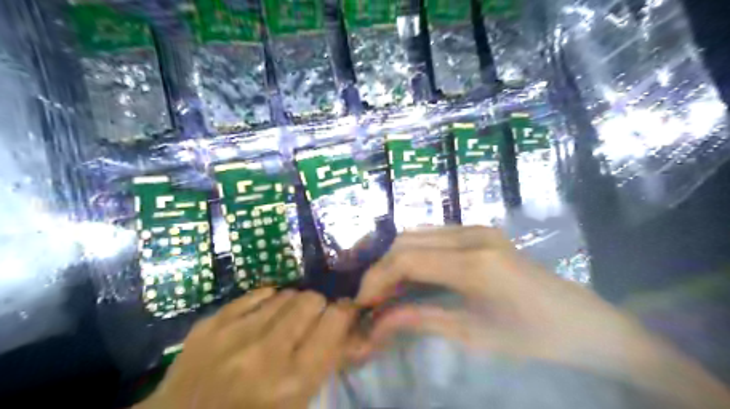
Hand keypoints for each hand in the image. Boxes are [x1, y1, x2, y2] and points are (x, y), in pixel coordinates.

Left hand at [140, 289, 356, 406]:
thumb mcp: (299, 401)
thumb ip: (327, 360)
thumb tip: (350, 325)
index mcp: (294, 380)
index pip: (336, 319)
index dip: (344, 313)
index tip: (340, 316)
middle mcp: (266, 353)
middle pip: (311, 299)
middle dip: (317, 308)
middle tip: (309, 323)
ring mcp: (233, 335)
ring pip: (285, 293)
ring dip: (291, 305)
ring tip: (282, 323)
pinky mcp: (210, 324)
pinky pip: (256, 294)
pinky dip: (266, 302)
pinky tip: (260, 318)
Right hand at [352, 227, 633, 367]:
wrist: (582, 321)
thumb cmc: (533, 338)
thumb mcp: (473, 335)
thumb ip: (421, 320)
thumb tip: (377, 323)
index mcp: (474, 264)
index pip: (406, 260)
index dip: (376, 279)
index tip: (362, 303)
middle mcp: (472, 235)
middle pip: (406, 241)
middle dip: (382, 269)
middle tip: (373, 300)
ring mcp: (478, 229)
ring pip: (417, 234)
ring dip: (396, 260)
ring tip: (388, 290)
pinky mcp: (480, 231)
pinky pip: (434, 236)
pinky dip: (415, 254)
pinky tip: (412, 276)